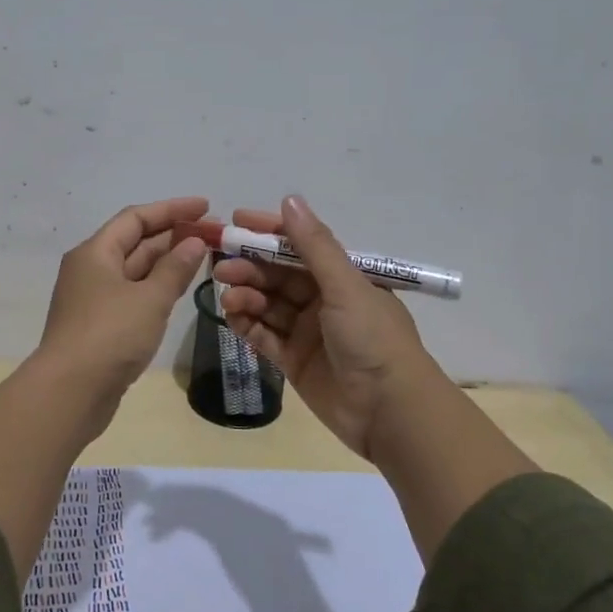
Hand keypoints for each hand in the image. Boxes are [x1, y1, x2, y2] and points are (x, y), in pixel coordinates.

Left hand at [38, 196, 209, 392]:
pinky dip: (157, 288)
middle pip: (135, 242)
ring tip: (204, 257)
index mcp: (95, 253)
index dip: (172, 209)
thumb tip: (194, 242)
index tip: (206, 207)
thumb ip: (175, 268)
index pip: (136, 218)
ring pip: (135, 271)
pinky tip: (179, 290)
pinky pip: (133, 295)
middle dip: (173, 236)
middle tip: (214, 235)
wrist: (70, 392)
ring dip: (167, 262)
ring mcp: (94, 300)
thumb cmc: (110, 335)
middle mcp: (91, 270)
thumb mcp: (149, 299)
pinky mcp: (100, 326)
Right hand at [216, 195, 438, 461]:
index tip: (236, 221)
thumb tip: (290, 199)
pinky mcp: (294, 361)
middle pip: (278, 276)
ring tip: (228, 296)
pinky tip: (231, 317)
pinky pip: (264, 336)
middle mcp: (323, 300)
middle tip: (221, 266)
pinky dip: (247, 325)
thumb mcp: (345, 286)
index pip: (299, 246)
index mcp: (342, 277)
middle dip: (249, 267)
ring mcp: (307, 332)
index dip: (268, 232)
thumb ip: (314, 246)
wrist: (390, 412)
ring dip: (246, 295)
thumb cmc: (372, 338)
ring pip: (268, 305)